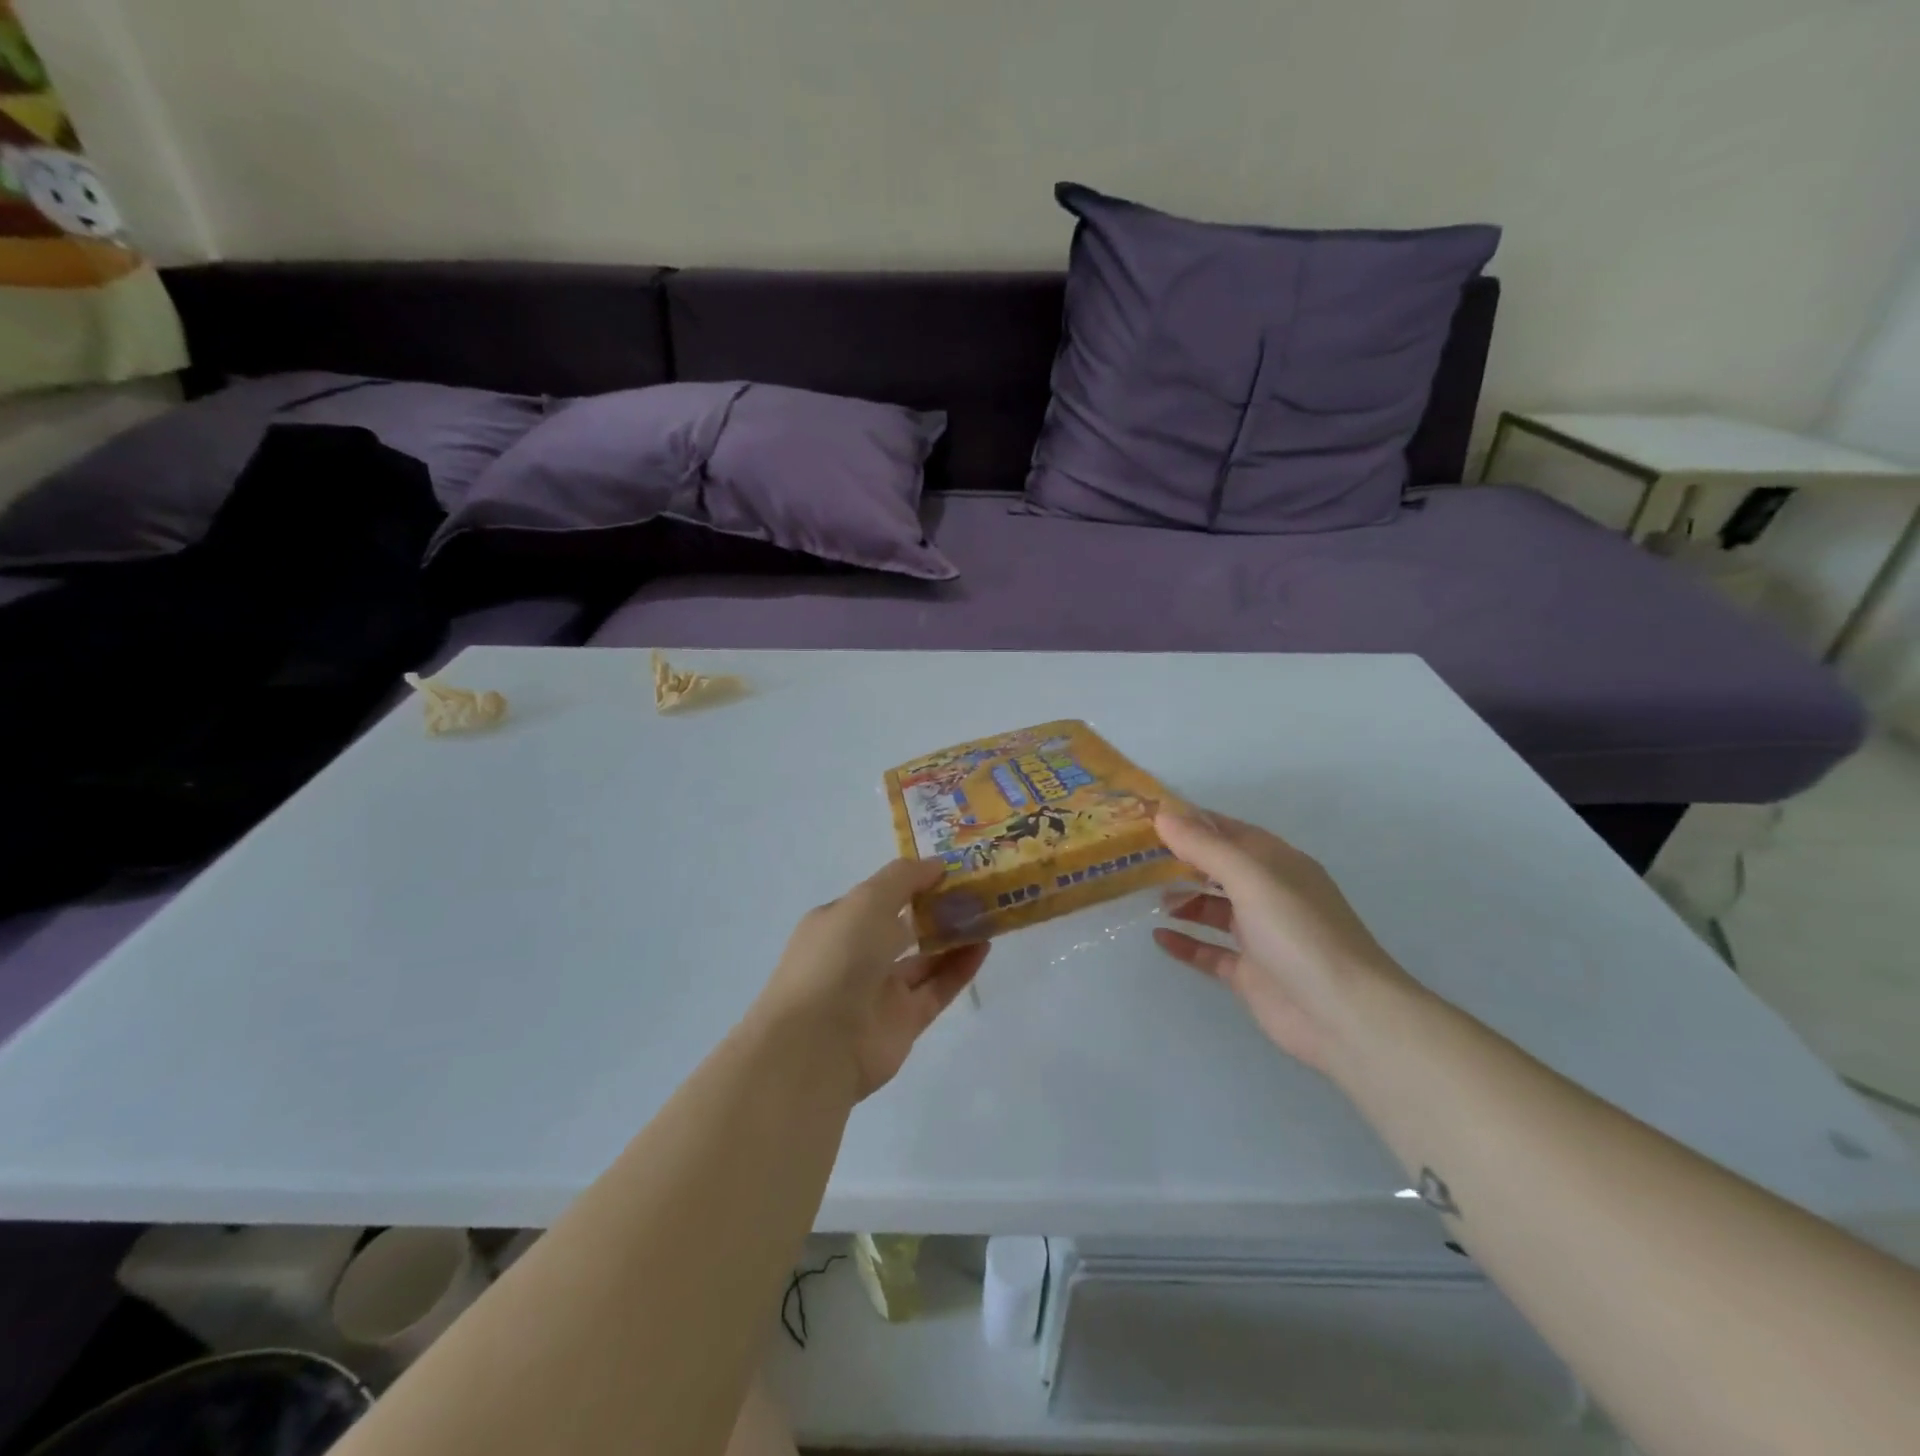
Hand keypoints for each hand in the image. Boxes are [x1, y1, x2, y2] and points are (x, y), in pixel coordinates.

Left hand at [755, 859, 989, 1100]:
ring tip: (988, 915)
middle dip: (935, 910)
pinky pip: (937, 988)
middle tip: (976, 891)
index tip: (948, 870)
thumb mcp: (867, 900)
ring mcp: (879, 991)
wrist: (819, 1043)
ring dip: (953, 938)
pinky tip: (984, 946)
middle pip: (902, 928)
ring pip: (923, 959)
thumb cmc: (838, 957)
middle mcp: (856, 955)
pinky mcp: (904, 1022)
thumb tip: (937, 865)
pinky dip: (960, 968)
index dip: (910, 882)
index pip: (876, 897)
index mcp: (837, 923)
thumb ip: (904, 878)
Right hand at [1151, 807, 1412, 1071]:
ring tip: (1142, 895)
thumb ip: (1205, 847)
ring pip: (1211, 907)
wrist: (1344, 1015)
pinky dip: (1185, 942)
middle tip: (1132, 855)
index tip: (1144, 815)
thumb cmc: (1299, 933)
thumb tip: (1162, 815)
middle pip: (1216, 867)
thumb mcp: (1251, 878)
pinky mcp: (1249, 973)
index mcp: (1275, 862)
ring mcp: (1259, 935)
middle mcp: (1267, 893)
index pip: (1225, 830)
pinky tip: (1158, 937)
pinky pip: (1209, 951)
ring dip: (1180, 898)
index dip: (1188, 820)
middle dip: (1178, 859)